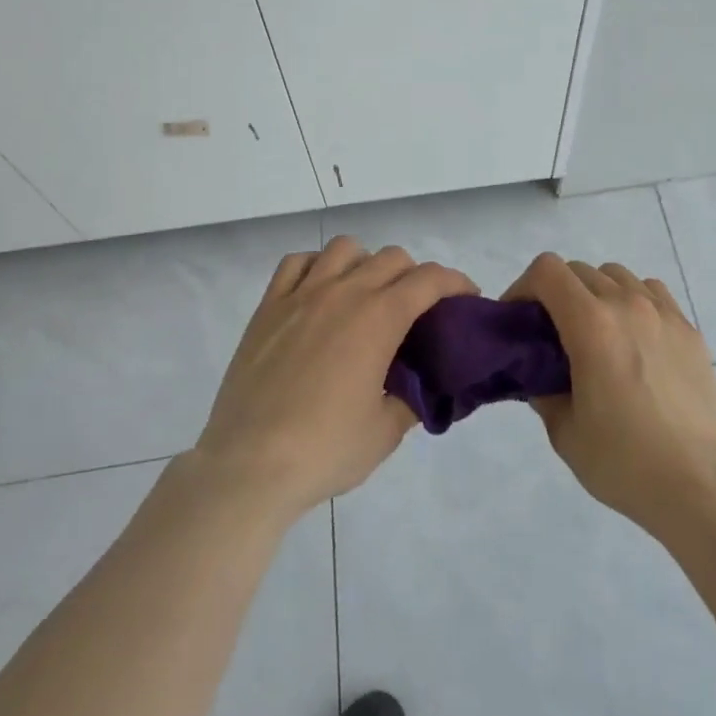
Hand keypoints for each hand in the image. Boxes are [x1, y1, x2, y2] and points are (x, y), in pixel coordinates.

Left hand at [193, 237, 475, 522]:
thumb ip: (411, 398)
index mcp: (379, 318)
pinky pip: (296, 263)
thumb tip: (420, 385)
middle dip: (416, 276)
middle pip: (393, 258)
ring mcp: (302, 294)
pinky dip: (317, 267)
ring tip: (365, 295)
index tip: (466, 298)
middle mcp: (344, 292)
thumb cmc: (325, 450)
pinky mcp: (268, 307)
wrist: (248, 466)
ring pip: (345, 248)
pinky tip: (319, 292)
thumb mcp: (386, 432)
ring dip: (366, 263)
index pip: (430, 279)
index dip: (456, 282)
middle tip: (417, 310)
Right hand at [504, 255, 715, 543]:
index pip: (548, 270)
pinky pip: (652, 293)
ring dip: (595, 293)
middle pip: (579, 270)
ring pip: (617, 276)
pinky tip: (635, 338)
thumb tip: (541, 375)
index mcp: (592, 324)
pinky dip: (633, 301)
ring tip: (596, 334)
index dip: (524, 286)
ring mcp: (663, 313)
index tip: (519, 318)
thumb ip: (543, 392)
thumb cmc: (626, 462)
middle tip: (552, 334)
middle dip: (556, 294)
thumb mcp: (565, 433)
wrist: (702, 486)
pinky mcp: (689, 329)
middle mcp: (627, 304)